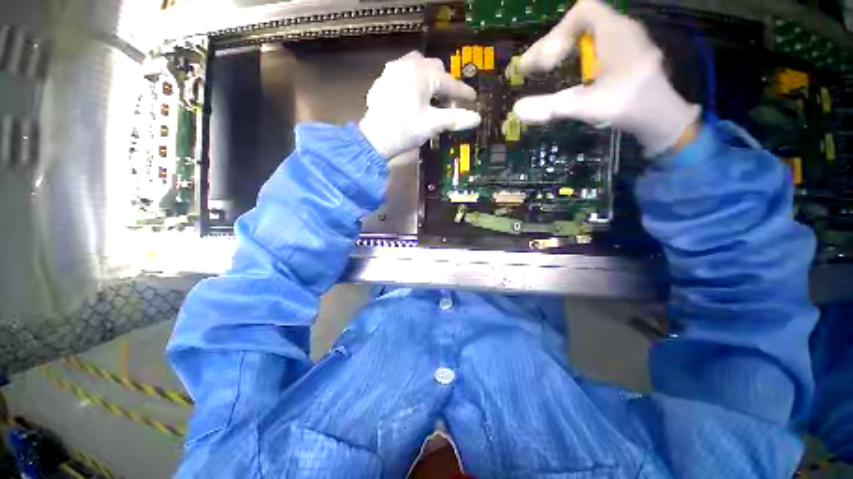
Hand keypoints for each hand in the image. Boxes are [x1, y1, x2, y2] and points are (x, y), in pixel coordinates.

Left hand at [360, 52, 481, 159]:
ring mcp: (392, 71)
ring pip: (417, 67)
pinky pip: (404, 75)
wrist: (375, 139)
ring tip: (432, 99)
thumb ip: (455, 118)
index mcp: (422, 74)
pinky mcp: (383, 81)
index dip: (463, 92)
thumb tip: (477, 118)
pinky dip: (414, 84)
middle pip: (434, 69)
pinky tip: (413, 99)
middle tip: (450, 102)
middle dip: (445, 85)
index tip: (473, 99)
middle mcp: (407, 65)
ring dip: (429, 80)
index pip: (449, 82)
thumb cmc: (405, 130)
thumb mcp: (433, 124)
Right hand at [512, 0, 700, 155]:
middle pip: (580, 26)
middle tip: (530, 69)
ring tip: (543, 71)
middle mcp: (621, 31)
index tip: (545, 63)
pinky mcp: (626, 59)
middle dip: (552, 46)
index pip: (582, 11)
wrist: (661, 119)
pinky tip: (566, 75)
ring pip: (587, 37)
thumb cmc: (626, 105)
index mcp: (614, 32)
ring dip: (562, 52)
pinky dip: (576, 59)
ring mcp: (626, 44)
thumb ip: (550, 107)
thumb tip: (516, 110)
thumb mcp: (586, 105)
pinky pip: (596, 48)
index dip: (557, 34)